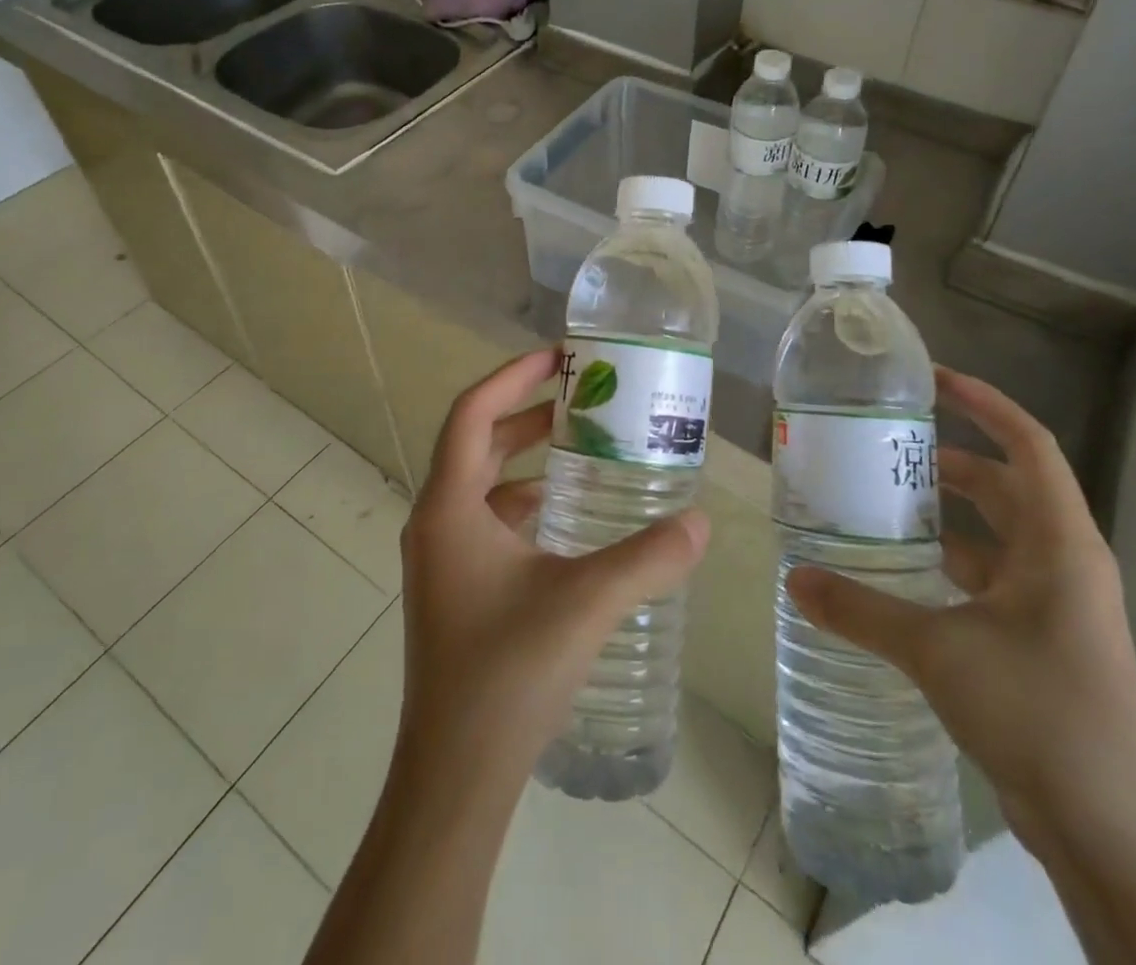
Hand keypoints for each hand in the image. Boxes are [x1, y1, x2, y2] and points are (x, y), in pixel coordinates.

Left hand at [394, 347, 710, 792]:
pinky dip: (523, 502)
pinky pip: (487, 521)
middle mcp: (435, 522)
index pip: (472, 413)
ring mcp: (441, 559)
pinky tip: (566, 517)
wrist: (454, 778)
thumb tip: (701, 520)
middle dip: (526, 412)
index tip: (560, 357)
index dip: (513, 376)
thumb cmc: (507, 674)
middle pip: (476, 442)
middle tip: (581, 397)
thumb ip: (648, 556)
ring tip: (581, 447)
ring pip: (481, 483)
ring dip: (525, 458)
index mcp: (449, 507)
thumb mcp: (586, 602)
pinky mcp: (454, 589)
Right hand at [786, 365, 1135, 840]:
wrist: (1113, 833)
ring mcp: (1056, 605)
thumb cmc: (1038, 713)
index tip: (933, 382)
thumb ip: (861, 610)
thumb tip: (794, 579)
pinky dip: (950, 565)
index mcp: (1059, 543)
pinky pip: (991, 579)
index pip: (1028, 444)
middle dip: (952, 462)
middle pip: (1007, 486)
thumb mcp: (938, 652)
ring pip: (998, 536)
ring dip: (949, 516)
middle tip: (888, 450)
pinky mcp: (1042, 641)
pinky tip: (902, 574)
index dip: (985, 404)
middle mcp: (1064, 563)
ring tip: (884, 503)